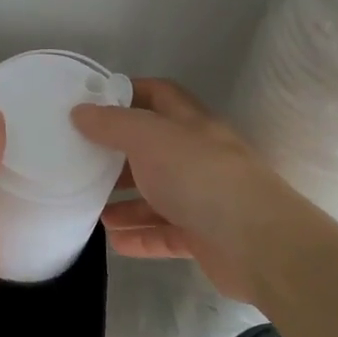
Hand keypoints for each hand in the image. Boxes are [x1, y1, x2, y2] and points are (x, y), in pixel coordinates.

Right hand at [71, 78, 284, 303]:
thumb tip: (80, 111)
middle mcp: (197, 156)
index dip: (127, 93)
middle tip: (81, 162)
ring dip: (126, 202)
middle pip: (152, 149)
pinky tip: (115, 242)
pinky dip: (140, 236)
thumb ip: (112, 124)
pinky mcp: (204, 237)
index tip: (91, 104)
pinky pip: (165, 233)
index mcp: (189, 124)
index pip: (158, 95)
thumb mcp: (148, 139)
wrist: (257, 243)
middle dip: (118, 155)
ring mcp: (203, 198)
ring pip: (157, 195)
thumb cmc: (199, 176)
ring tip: (92, 209)